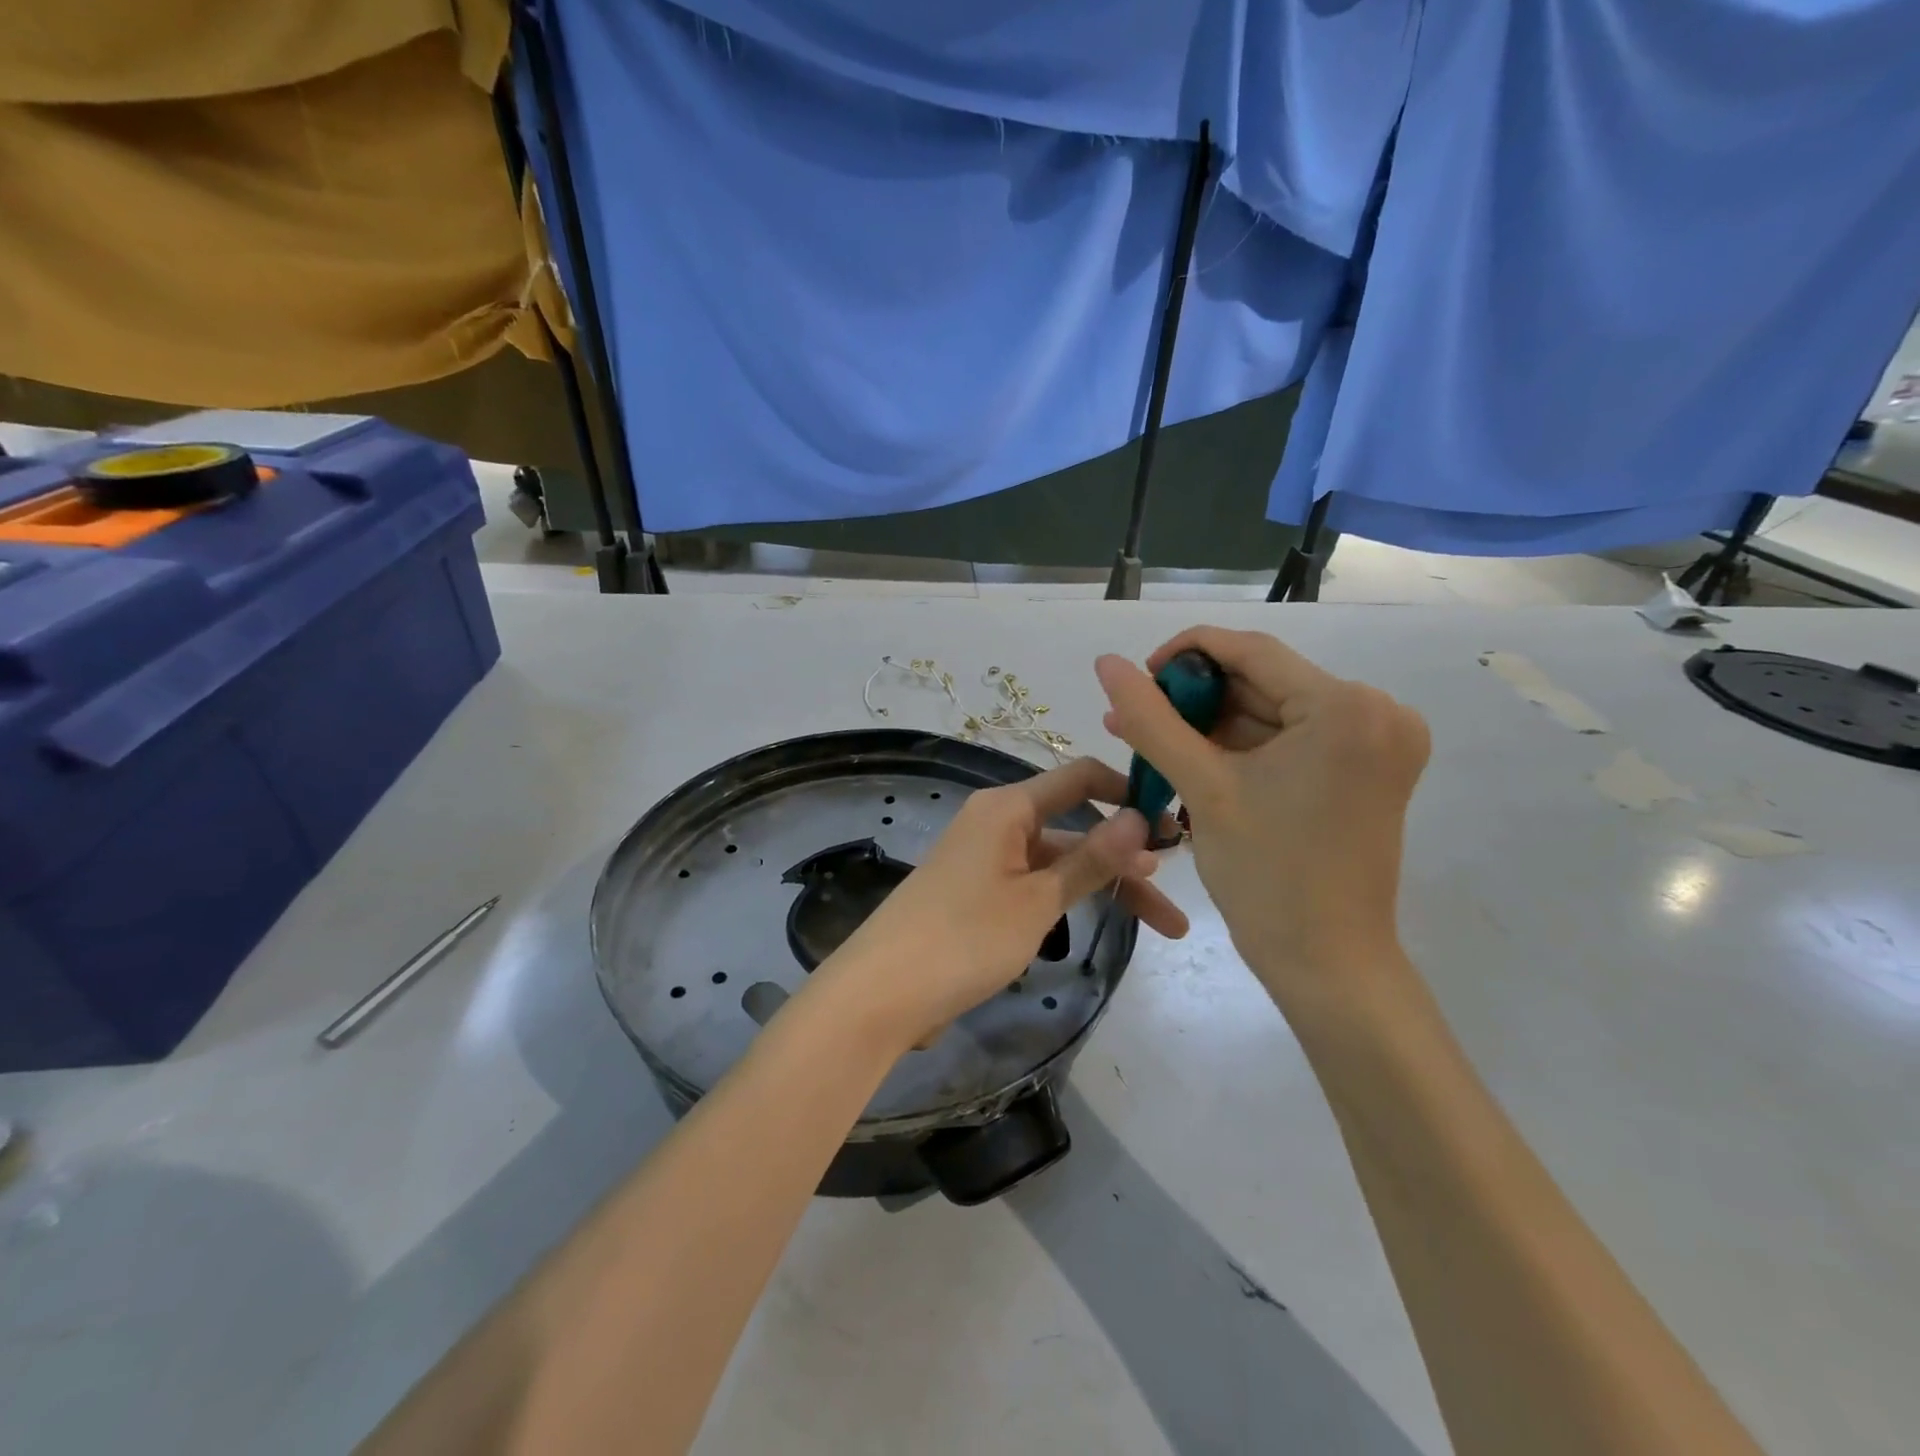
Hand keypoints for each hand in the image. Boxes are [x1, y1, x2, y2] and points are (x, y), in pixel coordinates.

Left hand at [811, 757, 1189, 1052]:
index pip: (1080, 777)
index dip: (1129, 792)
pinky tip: (1105, 923)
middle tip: (1181, 888)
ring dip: (1107, 887)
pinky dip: (1072, 899)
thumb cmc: (964, 937)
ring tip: (1165, 926)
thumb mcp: (1037, 900)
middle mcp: (998, 823)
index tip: (1175, 821)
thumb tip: (1142, 819)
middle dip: (1129, 858)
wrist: (883, 993)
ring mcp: (988, 861)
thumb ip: (1091, 860)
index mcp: (1007, 808)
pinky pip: (1037, 885)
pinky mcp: (980, 896)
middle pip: (1076, 828)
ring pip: (1060, 864)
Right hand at [1095, 627, 1428, 1014]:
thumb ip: (1150, 718)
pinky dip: (1241, 747)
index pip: (1253, 651)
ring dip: (1211, 725)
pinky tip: (1191, 758)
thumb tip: (1105, 662)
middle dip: (1194, 699)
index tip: (1135, 675)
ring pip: (1273, 711)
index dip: (1185, 653)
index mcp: (1348, 708)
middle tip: (1134, 718)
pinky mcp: (1367, 769)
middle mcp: (1378, 712)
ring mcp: (1378, 742)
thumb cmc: (1266, 876)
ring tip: (1148, 741)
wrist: (1327, 964)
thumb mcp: (1201, 786)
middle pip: (1264, 682)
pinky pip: (1291, 739)